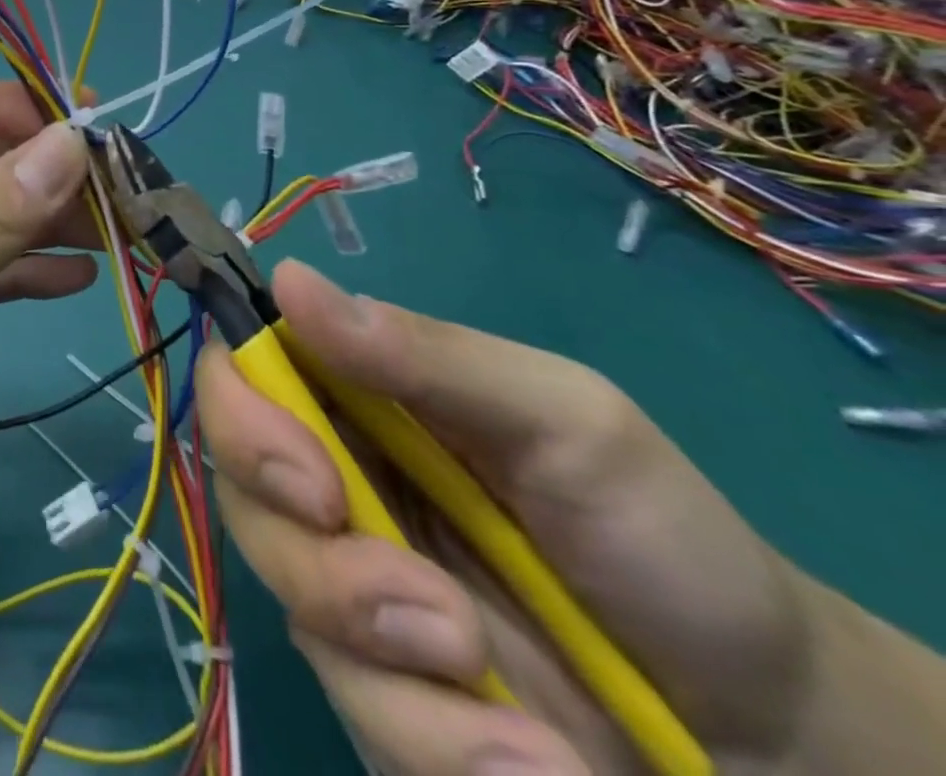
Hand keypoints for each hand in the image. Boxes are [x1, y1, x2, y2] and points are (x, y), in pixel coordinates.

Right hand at [197, 262, 818, 774]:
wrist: (768, 732)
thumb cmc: (657, 532)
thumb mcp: (559, 418)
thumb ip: (423, 353)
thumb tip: (288, 277)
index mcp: (353, 396)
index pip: (238, 376)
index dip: (241, 418)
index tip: (310, 482)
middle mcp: (330, 478)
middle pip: (240, 493)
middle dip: (314, 559)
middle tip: (429, 611)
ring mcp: (347, 584)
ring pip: (289, 603)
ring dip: (388, 659)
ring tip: (495, 683)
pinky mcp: (379, 687)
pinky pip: (355, 709)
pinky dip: (434, 744)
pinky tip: (527, 760)